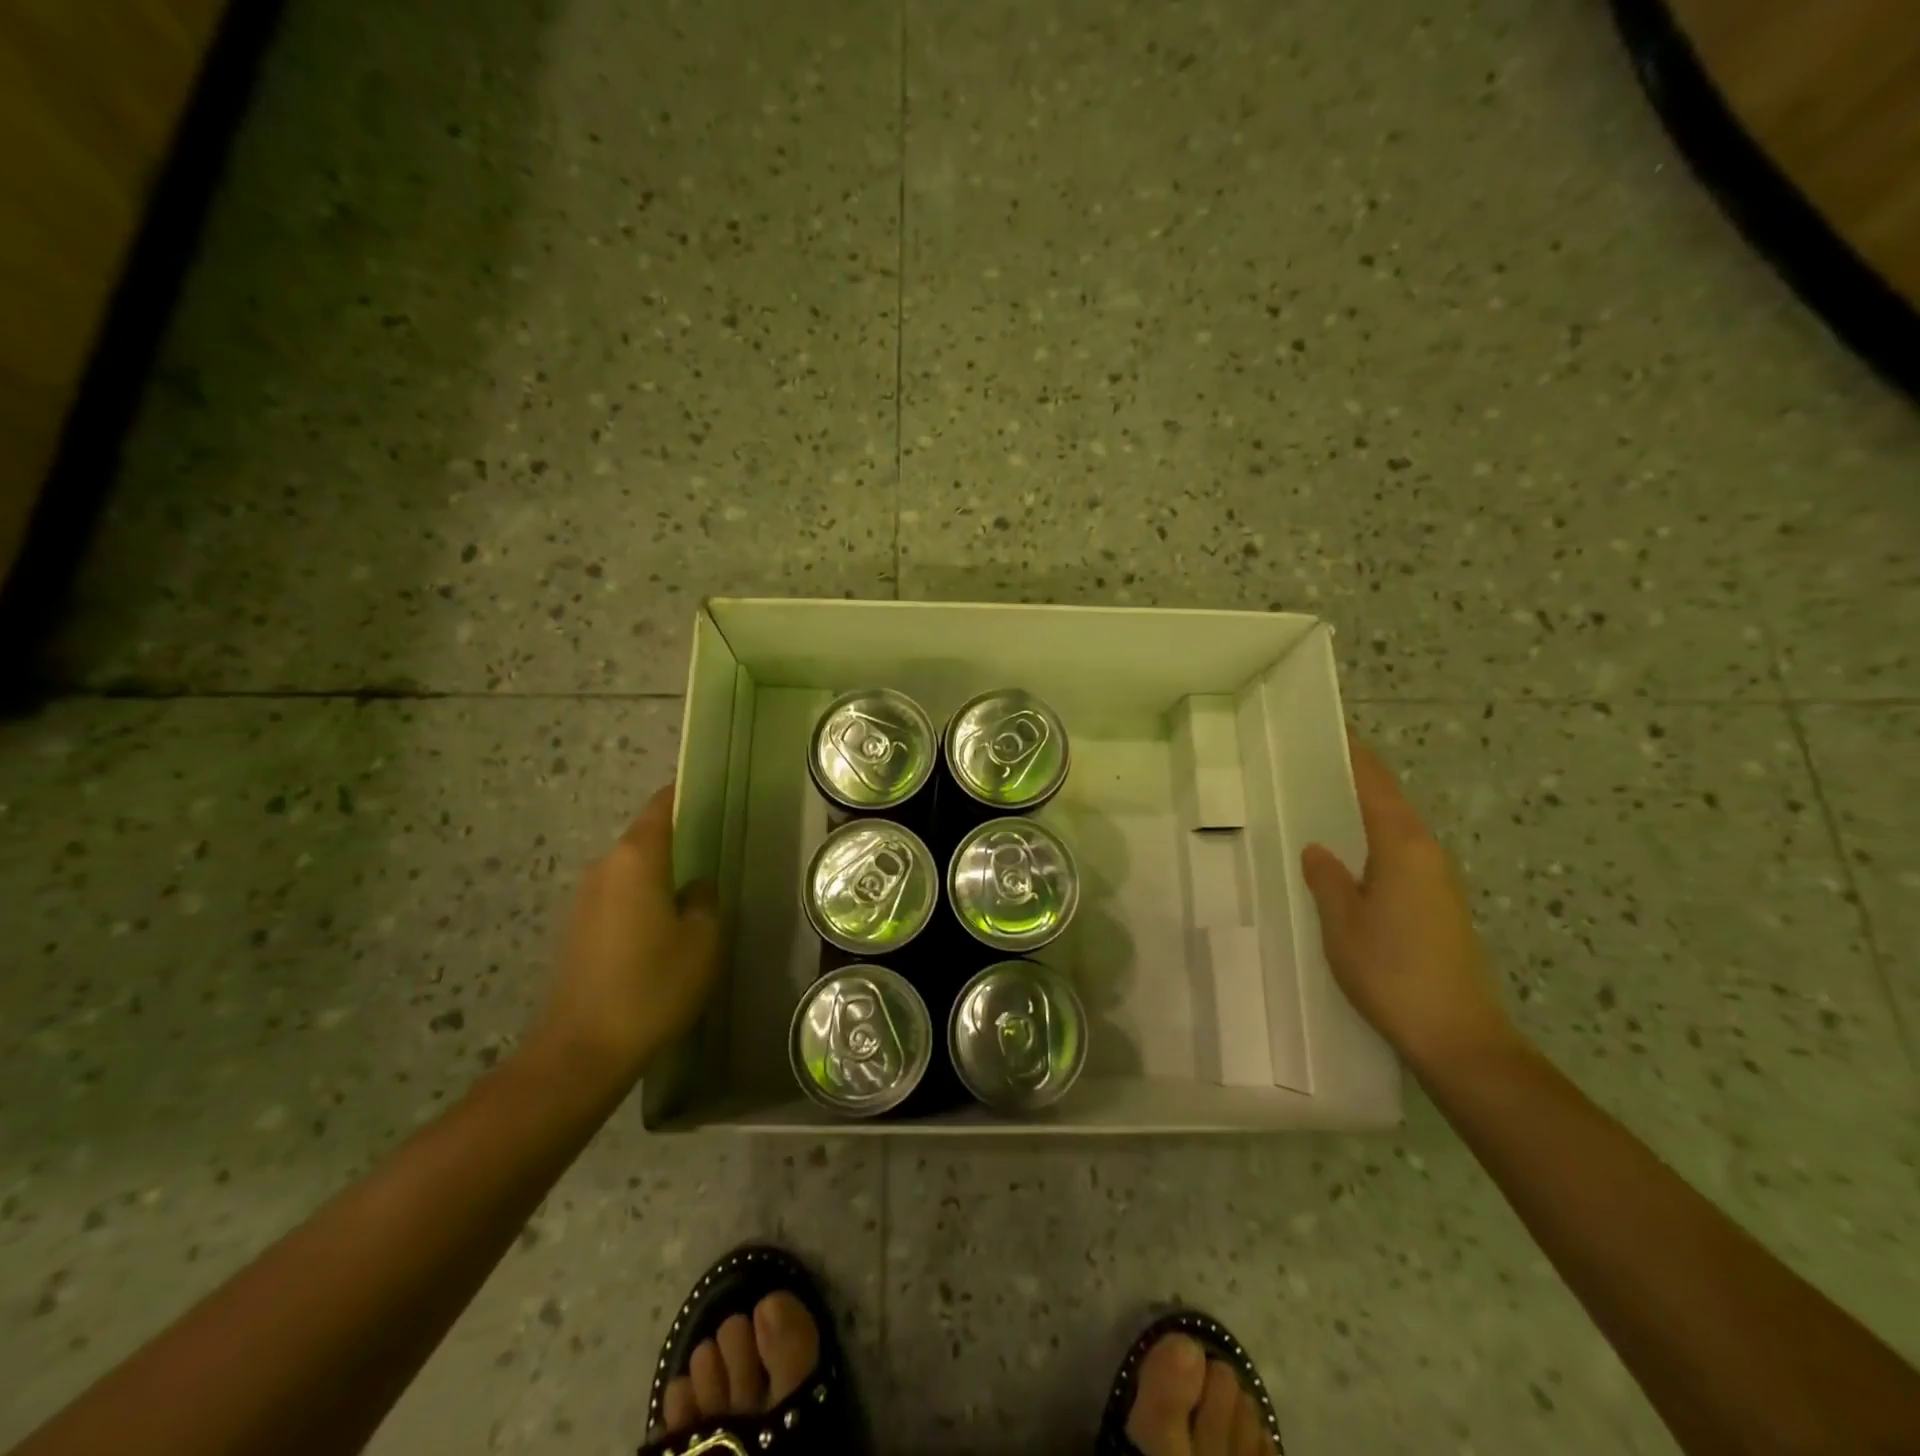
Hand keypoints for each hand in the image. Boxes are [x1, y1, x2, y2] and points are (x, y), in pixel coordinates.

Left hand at [531, 785, 721, 1085]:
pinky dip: (642, 901)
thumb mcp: (703, 941)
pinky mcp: (576, 930)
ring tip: (695, 895)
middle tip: (717, 853)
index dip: (687, 795)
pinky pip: (618, 898)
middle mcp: (604, 867)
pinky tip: (663, 931)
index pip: (662, 806)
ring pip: (632, 870)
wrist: (581, 1052)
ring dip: (660, 875)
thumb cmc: (652, 986)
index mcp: (637, 858)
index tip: (714, 796)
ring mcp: (584, 899)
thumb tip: (696, 885)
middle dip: (679, 841)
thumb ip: (706, 900)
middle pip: (646, 838)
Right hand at [1301, 734, 1517, 1075]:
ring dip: (1366, 814)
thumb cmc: (1392, 971)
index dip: (1355, 757)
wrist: (1457, 1036)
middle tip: (1314, 768)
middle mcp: (1428, 855)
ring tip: (1325, 807)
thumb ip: (1327, 880)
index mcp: (1403, 847)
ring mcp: (1440, 883)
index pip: (1376, 786)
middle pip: (1391, 804)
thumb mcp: (1342, 924)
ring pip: (1398, 832)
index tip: (1332, 731)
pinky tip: (1350, 861)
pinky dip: (1375, 844)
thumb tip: (1319, 850)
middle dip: (1358, 782)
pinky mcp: (1441, 908)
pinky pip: (1402, 858)